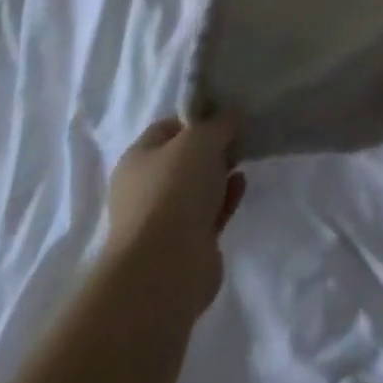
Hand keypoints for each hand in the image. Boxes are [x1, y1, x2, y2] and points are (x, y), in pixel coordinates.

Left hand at [105, 116, 246, 320]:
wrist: (166, 268)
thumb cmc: (174, 189)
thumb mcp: (201, 139)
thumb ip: (219, 124)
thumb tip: (230, 118)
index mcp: (137, 160)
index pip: (167, 128)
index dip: (196, 118)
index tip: (225, 115)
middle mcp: (145, 189)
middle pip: (183, 159)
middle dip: (211, 148)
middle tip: (239, 136)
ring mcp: (164, 221)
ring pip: (197, 188)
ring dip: (220, 174)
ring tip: (244, 159)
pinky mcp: (186, 247)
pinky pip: (210, 214)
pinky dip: (226, 198)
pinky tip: (241, 185)